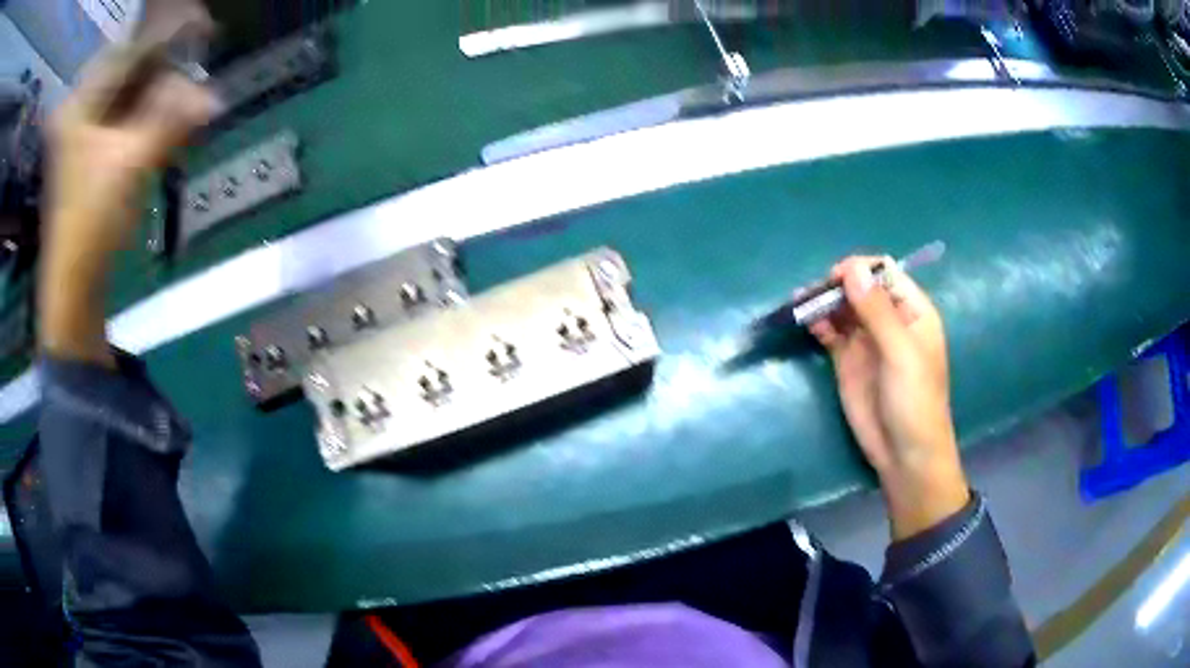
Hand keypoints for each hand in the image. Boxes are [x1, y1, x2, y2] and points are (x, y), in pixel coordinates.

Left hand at [39, 45, 219, 364]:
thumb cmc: (91, 225)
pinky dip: (147, 123)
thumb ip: (172, 121)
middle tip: (197, 75)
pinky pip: (122, 126)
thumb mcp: (132, 164)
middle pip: (126, 76)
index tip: (202, 34)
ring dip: (158, 100)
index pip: (128, 53)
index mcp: (77, 106)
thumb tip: (214, 97)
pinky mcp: (88, 161)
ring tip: (189, 102)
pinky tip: (169, 125)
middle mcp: (77, 114)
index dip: (165, 41)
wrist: (73, 292)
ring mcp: (80, 139)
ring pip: (126, 101)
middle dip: (164, 76)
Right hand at [808, 256, 968, 539]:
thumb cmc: (914, 400)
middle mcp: (889, 318)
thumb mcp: (900, 353)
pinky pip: (831, 331)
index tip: (835, 279)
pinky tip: (806, 322)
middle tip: (812, 294)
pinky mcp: (847, 359)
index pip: (884, 273)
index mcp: (912, 310)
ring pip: (842, 307)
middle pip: (859, 286)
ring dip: (823, 301)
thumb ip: (877, 311)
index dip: (860, 269)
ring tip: (800, 303)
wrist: (904, 454)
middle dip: (836, 284)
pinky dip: (818, 323)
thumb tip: (852, 269)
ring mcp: (867, 339)